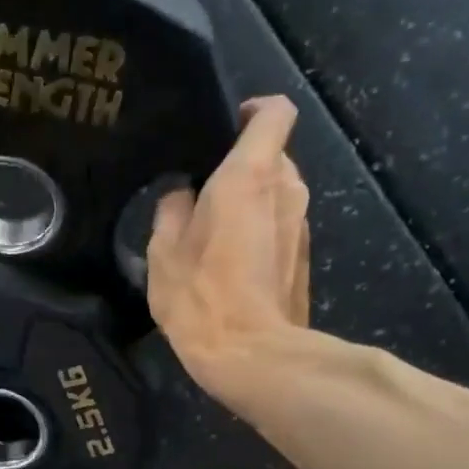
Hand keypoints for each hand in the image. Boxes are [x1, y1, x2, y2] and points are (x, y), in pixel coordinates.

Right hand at [147, 96, 309, 400]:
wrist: (252, 357)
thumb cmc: (202, 298)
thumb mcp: (163, 253)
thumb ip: (171, 211)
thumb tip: (181, 195)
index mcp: (251, 176)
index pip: (275, 113)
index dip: (253, 111)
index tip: (226, 127)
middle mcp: (287, 190)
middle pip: (272, 157)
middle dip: (241, 169)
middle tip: (202, 198)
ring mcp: (302, 226)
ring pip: (277, 196)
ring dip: (250, 205)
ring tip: (213, 236)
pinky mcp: (305, 259)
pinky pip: (280, 228)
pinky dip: (259, 234)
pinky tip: (231, 267)